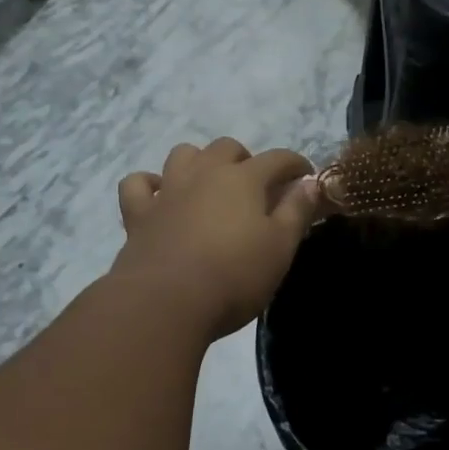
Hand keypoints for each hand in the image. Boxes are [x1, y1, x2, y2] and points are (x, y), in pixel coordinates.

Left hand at [112, 138, 318, 340]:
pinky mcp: (138, 214)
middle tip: (256, 187)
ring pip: (183, 155)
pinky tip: (160, 197)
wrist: (165, 302)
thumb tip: (310, 183)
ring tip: (210, 186)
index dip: (296, 165)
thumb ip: (296, 211)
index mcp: (244, 179)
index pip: (278, 158)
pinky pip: (138, 184)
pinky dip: (150, 184)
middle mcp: (204, 174)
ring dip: (199, 162)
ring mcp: (168, 191)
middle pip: (227, 147)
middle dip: (246, 159)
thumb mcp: (280, 248)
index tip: (306, 178)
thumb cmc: (234, 276)